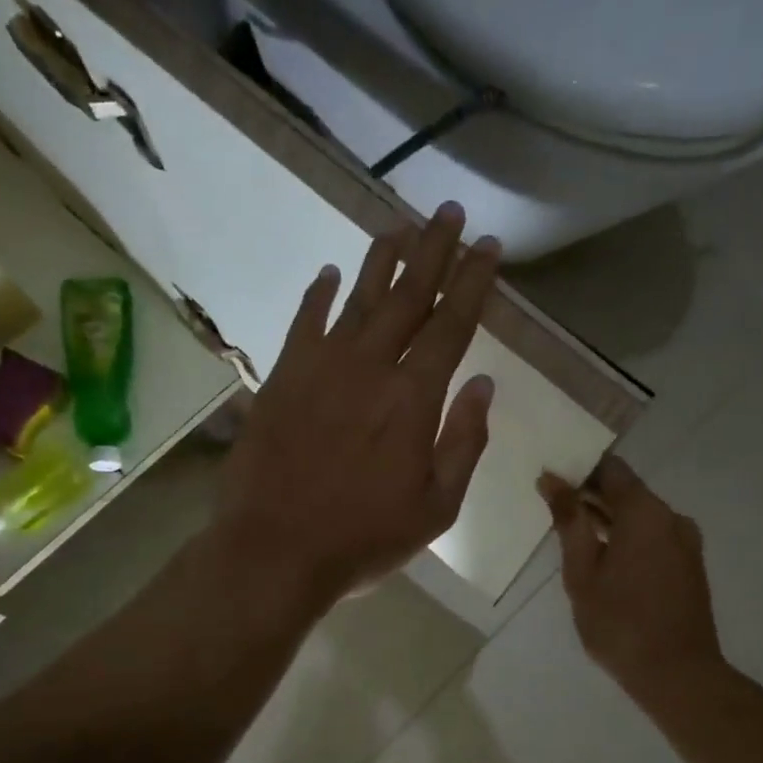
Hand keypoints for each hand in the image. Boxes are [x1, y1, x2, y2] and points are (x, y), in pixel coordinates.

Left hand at [216, 202, 498, 611]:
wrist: (274, 551)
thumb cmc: (364, 538)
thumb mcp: (436, 507)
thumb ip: (464, 441)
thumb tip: (485, 384)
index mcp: (413, 398)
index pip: (451, 324)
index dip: (473, 282)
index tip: (488, 246)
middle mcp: (369, 367)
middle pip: (407, 295)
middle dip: (433, 250)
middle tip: (449, 212)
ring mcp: (320, 368)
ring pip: (357, 299)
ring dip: (381, 260)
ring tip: (400, 225)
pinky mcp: (282, 379)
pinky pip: (304, 324)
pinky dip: (318, 295)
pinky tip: (329, 274)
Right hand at [540, 457, 723, 699]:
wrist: (678, 674)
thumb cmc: (620, 622)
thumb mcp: (582, 572)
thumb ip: (569, 521)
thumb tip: (551, 479)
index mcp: (645, 512)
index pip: (610, 468)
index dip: (579, 467)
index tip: (551, 475)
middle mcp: (671, 517)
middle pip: (626, 490)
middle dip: (590, 493)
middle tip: (552, 504)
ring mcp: (685, 541)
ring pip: (640, 515)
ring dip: (608, 518)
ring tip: (571, 531)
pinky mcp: (689, 564)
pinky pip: (652, 535)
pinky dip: (626, 536)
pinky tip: (601, 555)